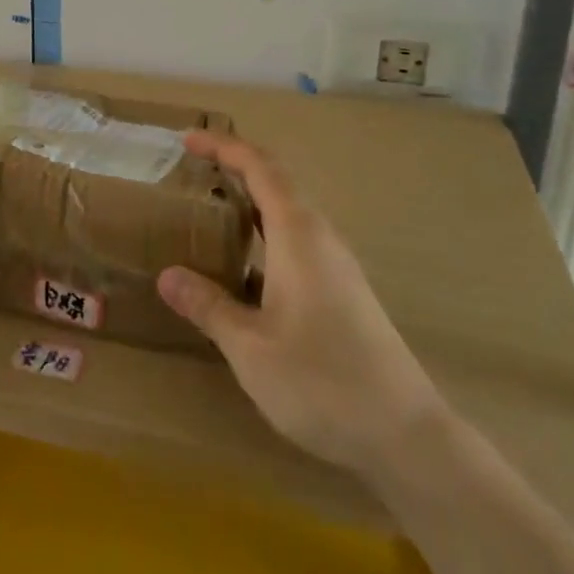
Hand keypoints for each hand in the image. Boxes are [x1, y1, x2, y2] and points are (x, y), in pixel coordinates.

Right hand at [158, 132, 441, 475]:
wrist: (406, 435)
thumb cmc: (323, 383)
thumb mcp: (251, 348)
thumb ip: (209, 306)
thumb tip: (167, 276)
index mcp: (299, 235)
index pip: (260, 168)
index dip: (224, 147)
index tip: (189, 138)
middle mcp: (321, 238)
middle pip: (278, 182)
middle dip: (236, 166)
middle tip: (193, 168)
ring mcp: (337, 264)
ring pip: (290, 212)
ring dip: (251, 200)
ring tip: (212, 208)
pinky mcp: (344, 290)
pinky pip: (298, 239)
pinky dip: (265, 232)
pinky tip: (246, 266)